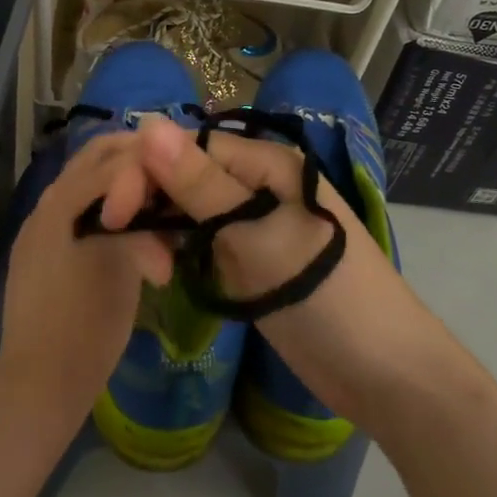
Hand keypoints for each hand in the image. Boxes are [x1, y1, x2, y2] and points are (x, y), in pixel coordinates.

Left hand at [0, 133, 171, 432]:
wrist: (39, 383)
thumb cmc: (86, 323)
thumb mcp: (123, 265)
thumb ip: (139, 222)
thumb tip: (158, 207)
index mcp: (61, 202)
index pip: (113, 157)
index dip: (152, 161)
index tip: (181, 172)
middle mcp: (45, 205)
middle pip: (94, 160)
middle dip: (136, 161)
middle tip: (172, 175)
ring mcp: (39, 230)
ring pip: (86, 185)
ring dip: (122, 185)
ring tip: (157, 206)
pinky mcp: (40, 254)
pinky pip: (77, 212)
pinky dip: (107, 210)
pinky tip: (131, 232)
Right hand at [135, 117, 461, 425]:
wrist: (384, 373)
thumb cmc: (325, 295)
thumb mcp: (256, 236)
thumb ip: (200, 184)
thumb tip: (149, 123)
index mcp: (267, 164)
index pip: (189, 148)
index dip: (146, 171)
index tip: (112, 213)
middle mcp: (259, 184)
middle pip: (188, 176)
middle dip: (151, 200)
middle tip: (120, 242)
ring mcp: (256, 225)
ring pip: (192, 210)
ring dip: (163, 229)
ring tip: (144, 264)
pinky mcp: (252, 262)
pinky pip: (206, 242)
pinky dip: (181, 252)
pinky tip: (158, 268)